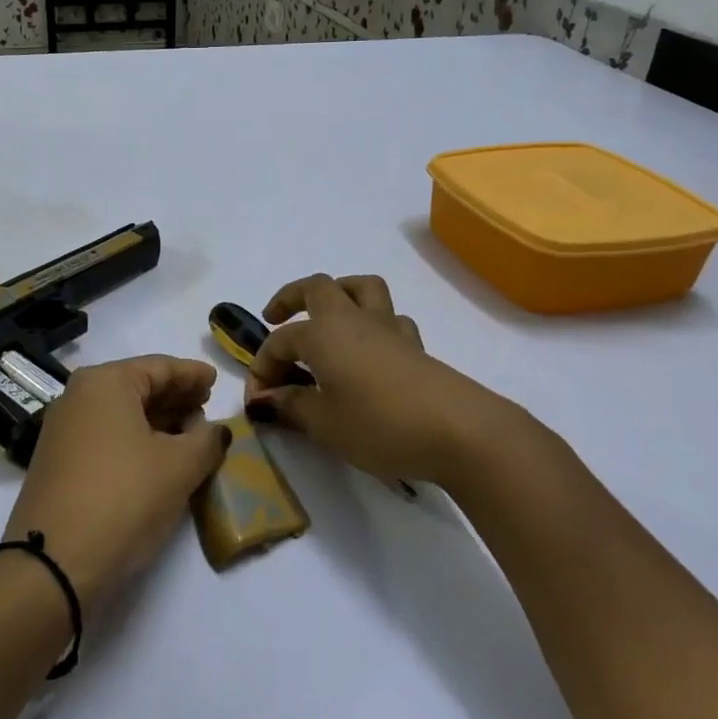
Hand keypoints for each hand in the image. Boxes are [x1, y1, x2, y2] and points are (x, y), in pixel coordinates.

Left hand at [4, 356, 230, 609]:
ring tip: (190, 435)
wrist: (52, 563)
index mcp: (105, 383)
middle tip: (207, 407)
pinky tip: (158, 458)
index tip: (215, 380)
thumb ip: (206, 440)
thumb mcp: (179, 467)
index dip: (192, 374)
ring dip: (158, 422)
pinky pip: (106, 437)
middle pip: (138, 387)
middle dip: (175, 397)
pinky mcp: (57, 463)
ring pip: (121, 414)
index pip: (160, 367)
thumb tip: (215, 430)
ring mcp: (63, 430)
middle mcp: (78, 397)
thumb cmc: (124, 497)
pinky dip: (135, 440)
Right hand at [246, 274, 540, 492]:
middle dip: (291, 298)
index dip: (261, 369)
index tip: (257, 403)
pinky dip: (374, 325)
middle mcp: (353, 319)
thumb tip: (264, 400)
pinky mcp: (416, 347)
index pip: (279, 343)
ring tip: (326, 320)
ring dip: (339, 294)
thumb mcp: (324, 423)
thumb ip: (290, 407)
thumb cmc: (379, 424)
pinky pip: (390, 319)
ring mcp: (389, 329)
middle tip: (275, 318)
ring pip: (362, 288)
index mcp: (323, 333)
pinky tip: (370, 351)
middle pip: (318, 287)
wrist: (459, 431)